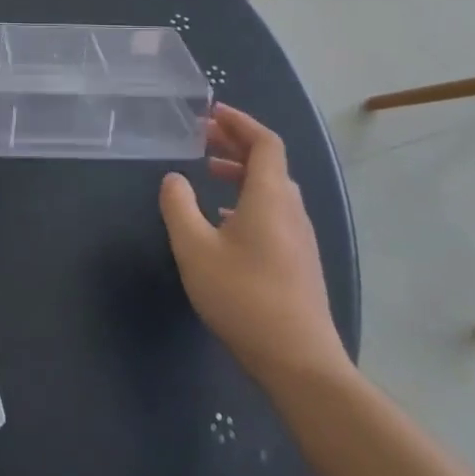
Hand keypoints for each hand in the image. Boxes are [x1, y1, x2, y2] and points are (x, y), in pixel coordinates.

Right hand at [159, 104, 350, 388]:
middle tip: (202, 137)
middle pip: (269, 163)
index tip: (211, 113)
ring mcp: (300, 237)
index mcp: (271, 197)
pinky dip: (248, 199)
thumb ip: (178, 206)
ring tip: (209, 172)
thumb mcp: (195, 248)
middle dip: (236, 144)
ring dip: (242, 172)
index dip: (240, 123)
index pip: (265, 142)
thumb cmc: (243, 297)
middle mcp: (291, 210)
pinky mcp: (299, 261)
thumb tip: (174, 178)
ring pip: (272, 189)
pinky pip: (274, 212)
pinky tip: (224, 220)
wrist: (299, 361)